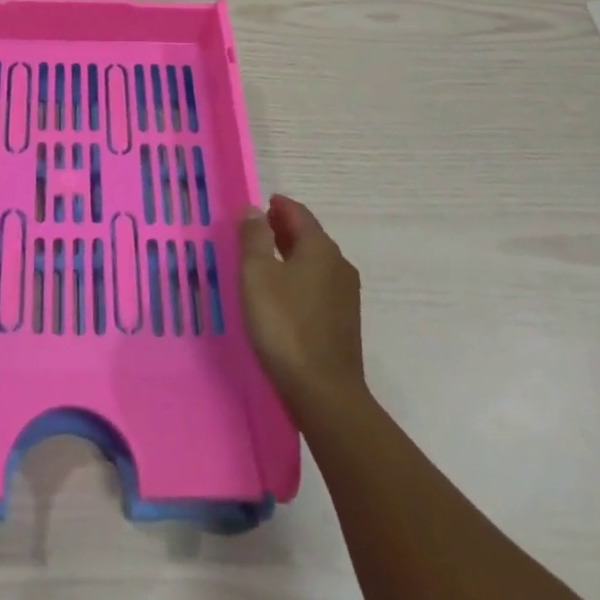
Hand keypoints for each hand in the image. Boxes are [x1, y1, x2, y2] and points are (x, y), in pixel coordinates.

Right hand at [239, 195, 366, 416]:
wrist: (324, 393)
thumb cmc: (285, 326)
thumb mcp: (257, 274)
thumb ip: (254, 237)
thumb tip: (254, 209)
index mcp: (320, 248)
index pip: (298, 213)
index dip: (277, 206)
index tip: (257, 205)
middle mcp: (339, 265)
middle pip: (308, 236)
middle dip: (282, 229)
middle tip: (255, 230)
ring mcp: (345, 296)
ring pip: (314, 262)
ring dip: (290, 254)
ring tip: (263, 260)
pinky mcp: (343, 322)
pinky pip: (317, 285)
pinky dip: (298, 277)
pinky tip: (281, 293)